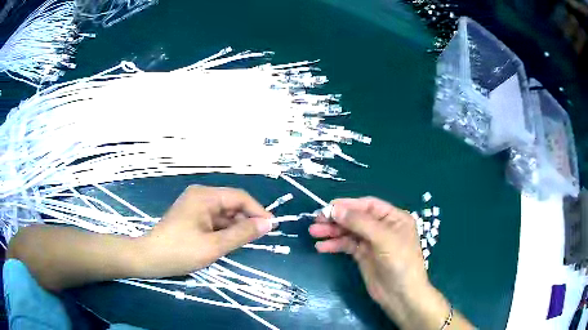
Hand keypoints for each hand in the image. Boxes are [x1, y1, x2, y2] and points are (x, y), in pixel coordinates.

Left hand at [137, 185, 273, 277]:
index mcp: (205, 196)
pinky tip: (226, 243)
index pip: (240, 197)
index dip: (258, 211)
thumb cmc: (181, 251)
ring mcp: (194, 206)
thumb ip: (242, 234)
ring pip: (223, 214)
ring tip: (242, 244)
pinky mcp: (191, 217)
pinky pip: (214, 220)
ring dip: (235, 227)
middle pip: (231, 204)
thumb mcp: (214, 245)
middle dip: (246, 220)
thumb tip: (268, 224)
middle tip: (257, 240)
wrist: (149, 258)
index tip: (271, 228)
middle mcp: (200, 195)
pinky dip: (223, 231)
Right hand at [309, 197, 460, 329]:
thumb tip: (335, 209)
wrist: (401, 295)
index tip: (327, 208)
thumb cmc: (399, 262)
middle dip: (337, 219)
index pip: (368, 206)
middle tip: (316, 221)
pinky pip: (347, 245)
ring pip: (349, 232)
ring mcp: (372, 242)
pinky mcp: (363, 256)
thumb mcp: (383, 239)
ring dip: (332, 232)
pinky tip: (321, 247)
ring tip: (314, 233)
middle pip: (356, 218)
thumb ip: (359, 223)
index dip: (348, 205)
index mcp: (393, 218)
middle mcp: (382, 227)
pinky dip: (335, 245)